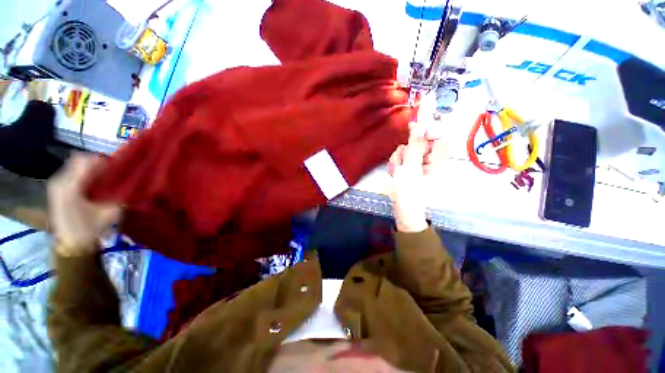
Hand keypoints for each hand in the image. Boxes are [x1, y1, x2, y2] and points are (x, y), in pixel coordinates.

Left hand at [48, 153, 119, 255]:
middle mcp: (60, 181)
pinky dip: (83, 174)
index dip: (104, 161)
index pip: (87, 161)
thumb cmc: (91, 228)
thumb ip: (119, 195)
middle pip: (79, 159)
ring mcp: (56, 184)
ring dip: (90, 168)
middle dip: (96, 163)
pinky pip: (71, 173)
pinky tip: (93, 184)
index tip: (117, 167)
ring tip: (103, 177)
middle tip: (111, 171)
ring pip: (74, 165)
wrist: (71, 244)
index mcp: (72, 186)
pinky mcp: (57, 189)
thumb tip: (130, 182)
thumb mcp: (110, 212)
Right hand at [388, 123, 437, 232]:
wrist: (403, 212)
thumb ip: (415, 145)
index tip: (412, 130)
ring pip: (409, 151)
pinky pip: (404, 159)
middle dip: (406, 150)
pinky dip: (397, 164)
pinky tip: (394, 173)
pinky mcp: (412, 169)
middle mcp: (432, 161)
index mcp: (440, 160)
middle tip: (400, 160)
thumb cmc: (410, 192)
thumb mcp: (411, 167)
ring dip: (399, 158)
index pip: (438, 137)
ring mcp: (421, 166)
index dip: (426, 131)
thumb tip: (420, 123)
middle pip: (420, 144)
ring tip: (396, 171)